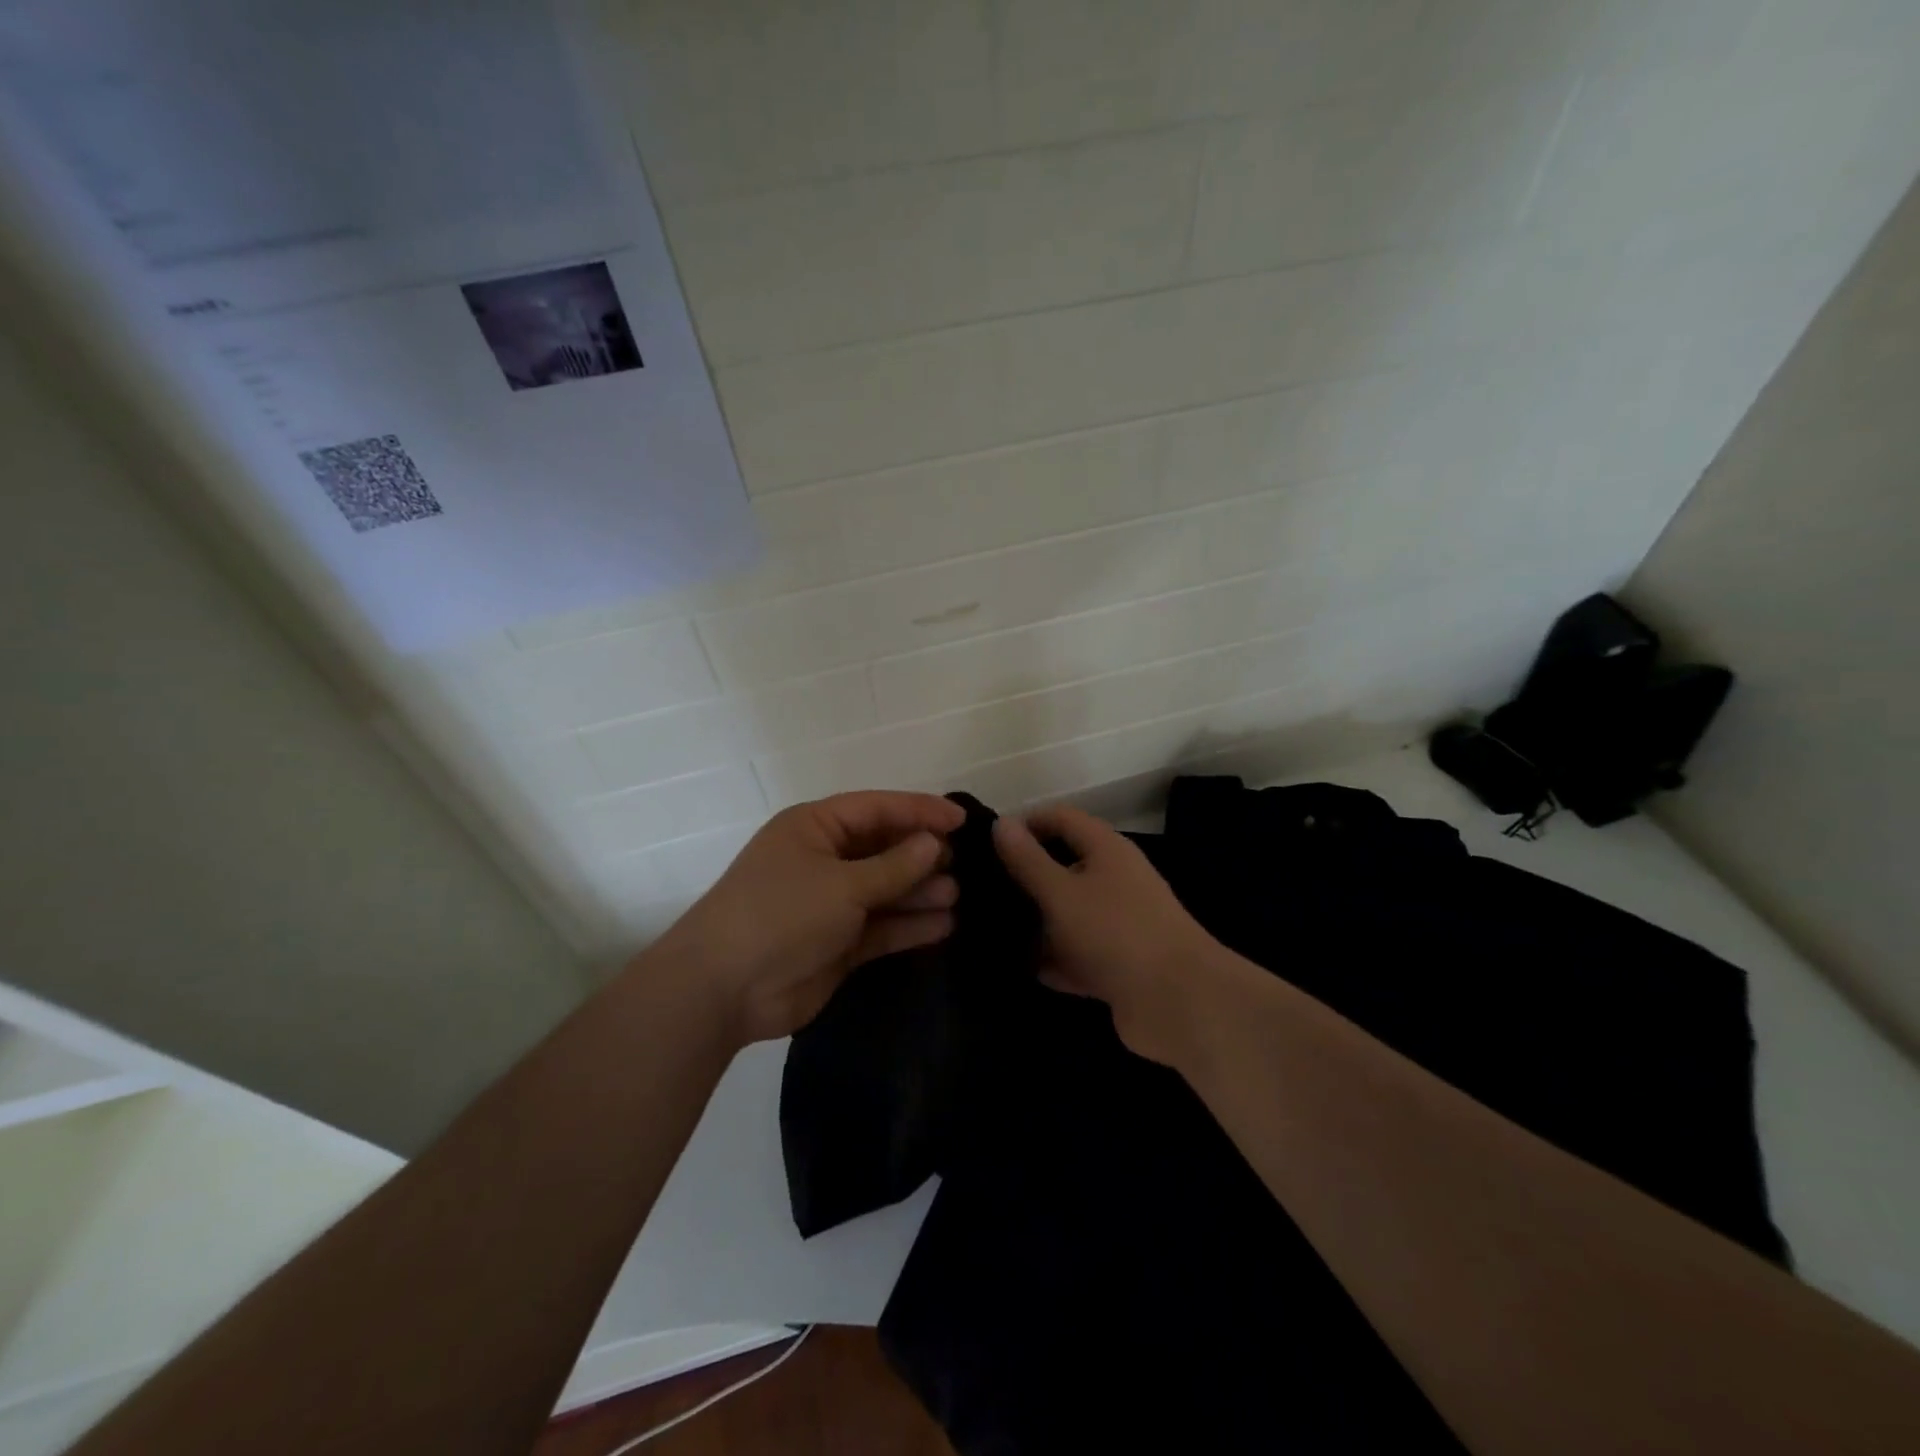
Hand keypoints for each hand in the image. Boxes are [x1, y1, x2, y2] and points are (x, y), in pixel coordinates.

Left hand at [654, 791, 966, 1044]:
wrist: (723, 990)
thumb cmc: (782, 914)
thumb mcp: (842, 884)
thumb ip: (893, 866)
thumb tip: (933, 843)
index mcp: (815, 827)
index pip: (876, 808)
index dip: (919, 810)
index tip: (962, 819)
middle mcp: (824, 860)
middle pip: (882, 848)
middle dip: (921, 854)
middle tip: (962, 862)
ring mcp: (830, 904)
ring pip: (885, 890)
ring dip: (919, 892)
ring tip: (958, 895)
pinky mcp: (837, 944)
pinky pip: (880, 927)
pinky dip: (908, 926)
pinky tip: (943, 925)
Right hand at [993, 804, 1229, 1064]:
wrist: (1179, 1003)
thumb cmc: (1116, 933)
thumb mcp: (1061, 892)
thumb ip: (1028, 860)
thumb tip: (1001, 822)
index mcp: (1107, 850)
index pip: (1061, 818)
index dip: (1025, 824)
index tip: (986, 844)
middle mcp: (1115, 880)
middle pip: (1064, 866)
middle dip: (1026, 878)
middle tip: (980, 890)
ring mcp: (1119, 925)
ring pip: (1069, 914)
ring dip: (1037, 923)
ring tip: (990, 930)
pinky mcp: (1119, 965)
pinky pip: (1078, 954)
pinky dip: (1055, 960)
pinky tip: (1020, 969)